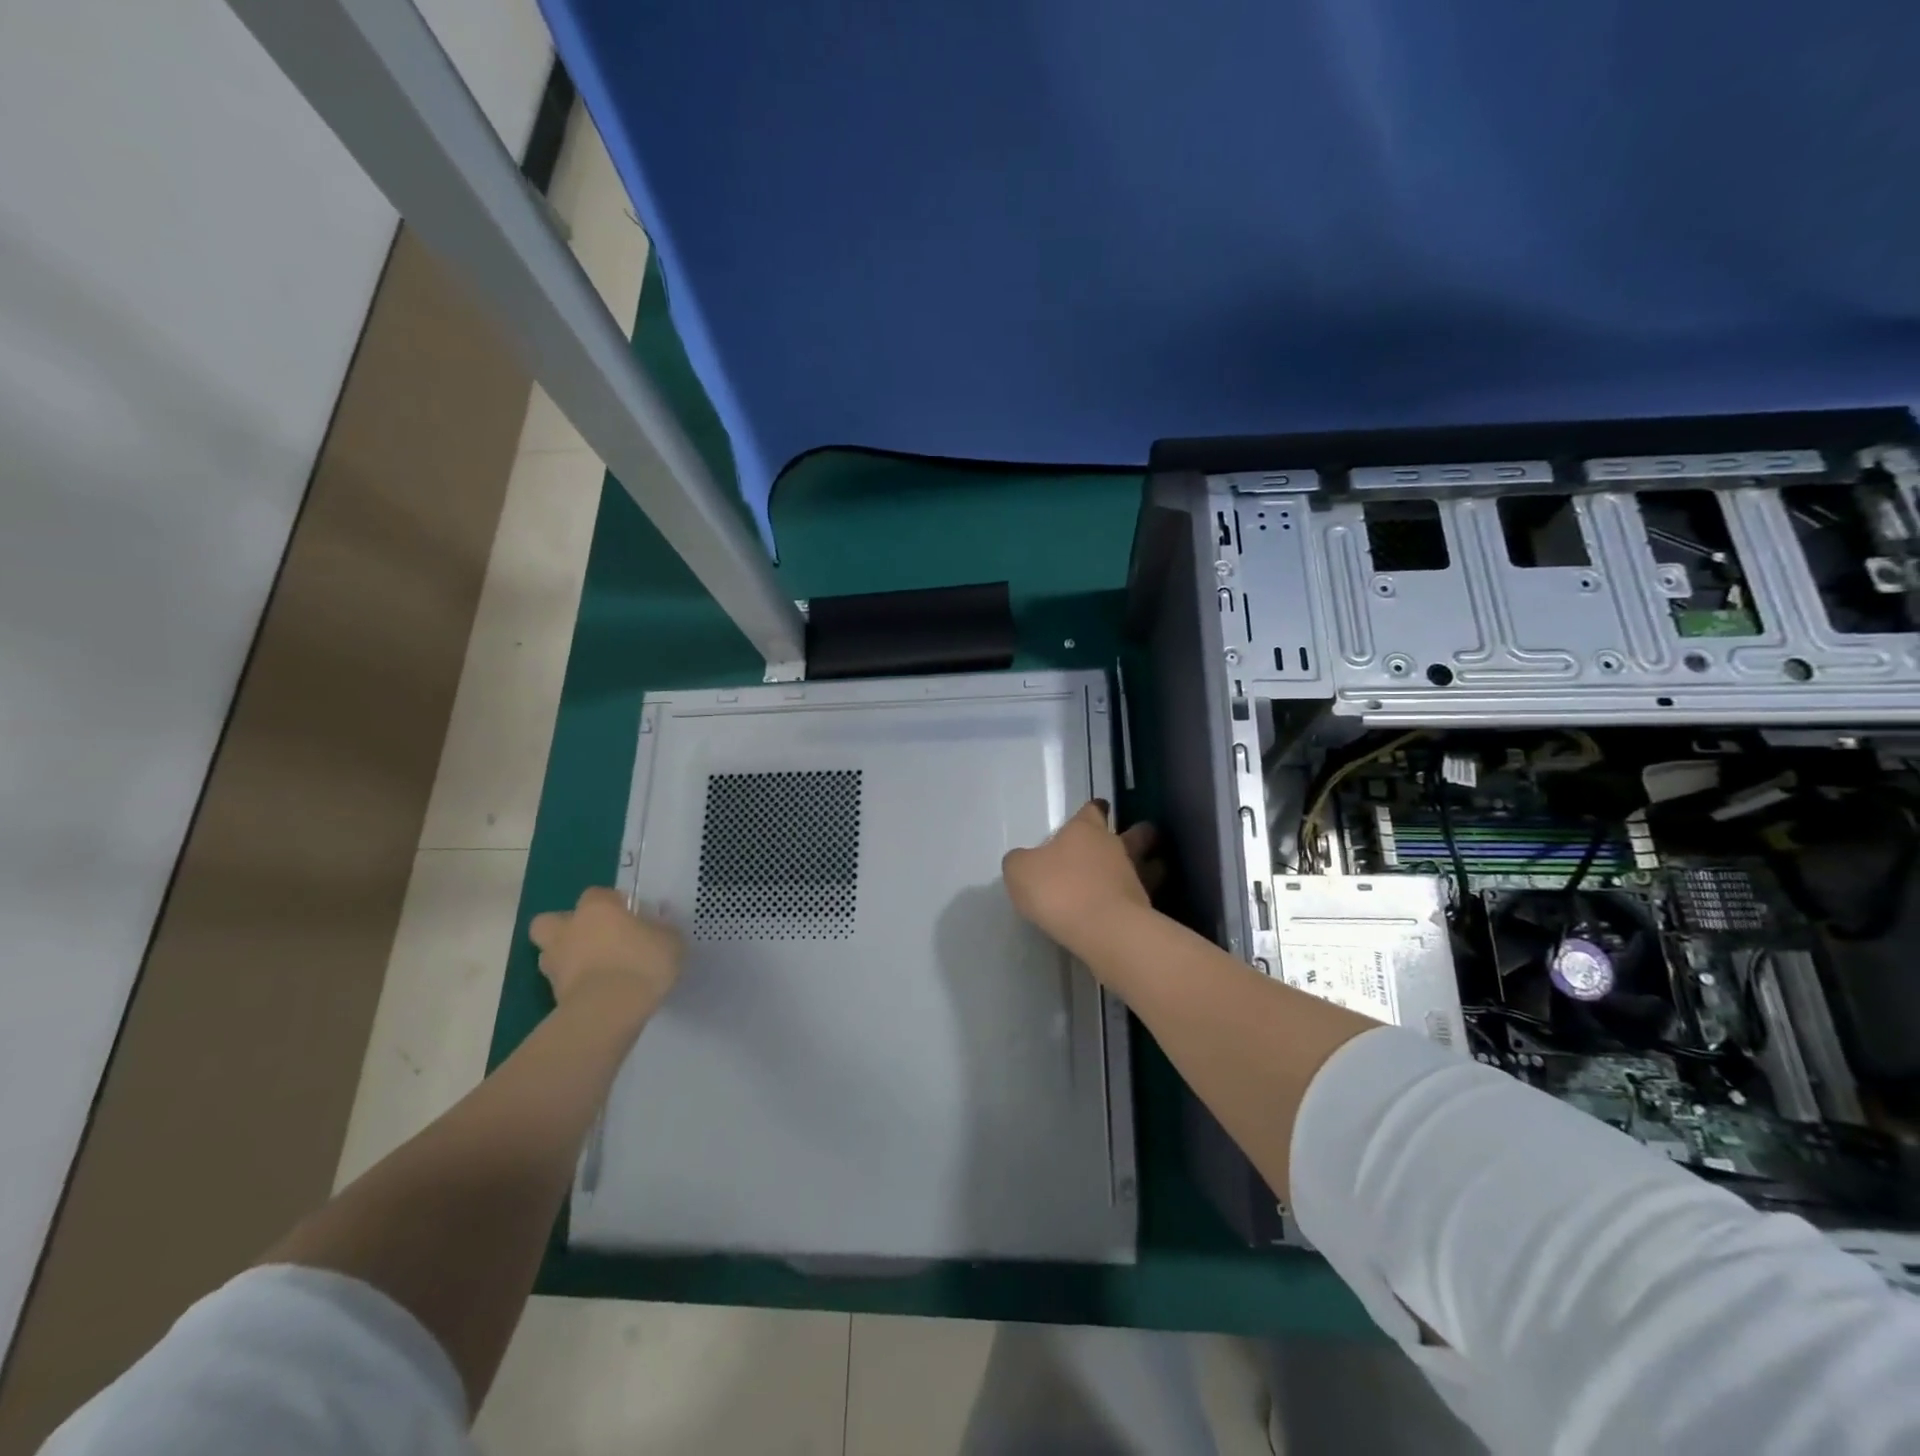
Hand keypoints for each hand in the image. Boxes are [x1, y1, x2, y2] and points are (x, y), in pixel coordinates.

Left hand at [528, 887, 682, 1018]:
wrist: (609, 1011)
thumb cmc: (642, 963)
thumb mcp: (670, 940)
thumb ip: (660, 930)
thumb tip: (655, 928)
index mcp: (596, 908)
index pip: (598, 894)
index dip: (612, 904)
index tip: (630, 918)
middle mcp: (568, 930)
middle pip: (551, 920)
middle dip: (566, 928)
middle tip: (594, 939)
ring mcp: (555, 963)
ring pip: (550, 953)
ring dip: (567, 958)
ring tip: (595, 970)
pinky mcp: (552, 995)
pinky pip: (562, 982)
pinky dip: (575, 985)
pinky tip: (598, 992)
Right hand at [1002, 801, 1159, 949]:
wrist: (1103, 930)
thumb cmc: (1059, 890)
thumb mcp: (1020, 871)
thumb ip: (1021, 862)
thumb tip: (1025, 861)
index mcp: (1086, 830)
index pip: (1093, 810)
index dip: (1093, 810)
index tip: (1096, 809)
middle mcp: (1115, 847)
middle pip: (1135, 833)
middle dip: (1137, 833)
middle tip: (1134, 837)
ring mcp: (1135, 877)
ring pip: (1148, 864)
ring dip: (1147, 865)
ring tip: (1142, 873)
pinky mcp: (1146, 907)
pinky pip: (1144, 896)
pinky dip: (1139, 898)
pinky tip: (1130, 906)